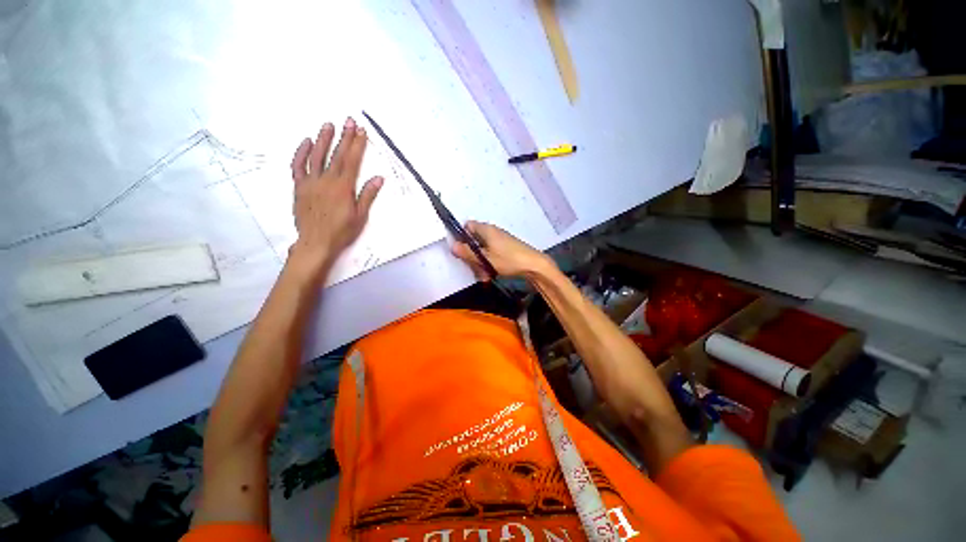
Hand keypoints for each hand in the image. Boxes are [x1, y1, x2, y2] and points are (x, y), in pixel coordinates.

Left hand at [288, 118, 382, 280]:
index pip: (352, 161)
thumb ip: (367, 195)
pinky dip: (301, 153)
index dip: (357, 145)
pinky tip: (306, 142)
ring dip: (323, 139)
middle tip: (349, 121)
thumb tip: (378, 178)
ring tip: (328, 125)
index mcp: (343, 188)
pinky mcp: (299, 187)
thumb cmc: (342, 231)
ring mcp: (311, 182)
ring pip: (316, 156)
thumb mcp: (360, 216)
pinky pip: (298, 166)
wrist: (316, 243)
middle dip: (344, 137)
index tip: (361, 131)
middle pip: (336, 155)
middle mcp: (326, 181)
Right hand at [451, 221, 552, 279]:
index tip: (461, 250)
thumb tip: (452, 246)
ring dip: (481, 262)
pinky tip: (491, 274)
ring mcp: (500, 240)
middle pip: (474, 240)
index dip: (461, 236)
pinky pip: (492, 253)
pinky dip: (489, 263)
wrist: (533, 265)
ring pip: (483, 250)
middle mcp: (492, 232)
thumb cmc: (508, 260)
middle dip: (472, 255)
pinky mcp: (506, 248)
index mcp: (486, 230)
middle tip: (473, 268)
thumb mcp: (485, 259)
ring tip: (484, 275)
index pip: (468, 226)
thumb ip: (468, 253)